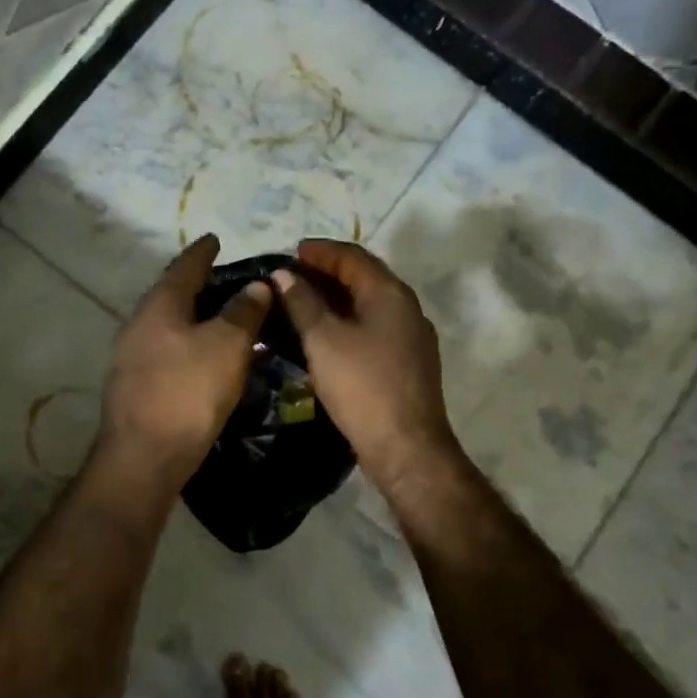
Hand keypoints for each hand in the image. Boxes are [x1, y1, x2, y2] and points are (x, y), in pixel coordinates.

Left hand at [97, 234, 271, 490]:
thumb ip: (243, 312)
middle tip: (229, 281)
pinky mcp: (138, 386)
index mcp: (160, 305)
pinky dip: (194, 347)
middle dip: (200, 286)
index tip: (215, 239)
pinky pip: (171, 353)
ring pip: (172, 327)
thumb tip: (256, 285)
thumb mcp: (226, 346)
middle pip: (173, 295)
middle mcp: (140, 324)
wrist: (144, 457)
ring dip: (199, 320)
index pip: (184, 267)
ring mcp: (133, 357)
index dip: (202, 252)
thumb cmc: (188, 391)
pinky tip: (212, 360)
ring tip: (228, 320)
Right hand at [270, 240, 464, 500]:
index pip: (353, 256)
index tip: (292, 251)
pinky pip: (374, 326)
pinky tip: (326, 334)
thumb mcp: (323, 340)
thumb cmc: (362, 386)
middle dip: (328, 272)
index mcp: (389, 293)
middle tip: (293, 275)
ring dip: (337, 297)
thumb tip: (284, 275)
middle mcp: (406, 307)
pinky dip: (348, 320)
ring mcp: (412, 335)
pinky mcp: (408, 361)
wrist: (406, 446)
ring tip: (303, 302)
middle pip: (364, 277)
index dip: (321, 251)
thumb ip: (302, 302)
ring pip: (369, 303)